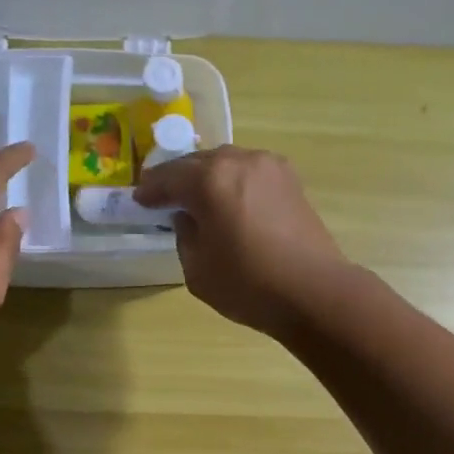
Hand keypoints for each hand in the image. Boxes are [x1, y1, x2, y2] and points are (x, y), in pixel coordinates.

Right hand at [134, 146, 348, 337]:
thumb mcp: (197, 269)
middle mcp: (240, 161)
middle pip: (198, 163)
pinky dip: (234, 183)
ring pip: (227, 164)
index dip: (150, 190)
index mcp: (210, 180)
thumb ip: (185, 235)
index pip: (169, 177)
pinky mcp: (291, 181)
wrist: (314, 292)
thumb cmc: (249, 285)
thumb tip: (189, 217)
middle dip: (179, 179)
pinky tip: (230, 203)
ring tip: (198, 199)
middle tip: (164, 196)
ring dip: (208, 178)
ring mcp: (270, 167)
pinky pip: (250, 173)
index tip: (139, 200)